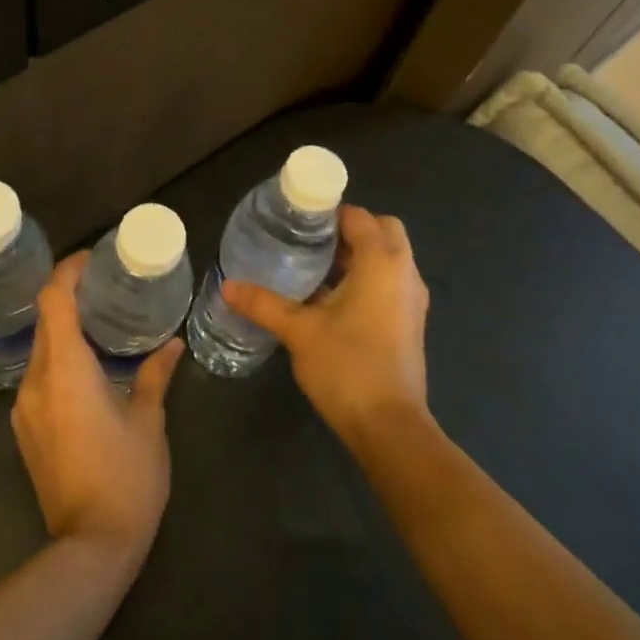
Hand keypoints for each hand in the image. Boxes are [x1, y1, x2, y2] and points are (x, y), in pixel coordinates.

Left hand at [11, 252, 183, 560]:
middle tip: (105, 287)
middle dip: (69, 298)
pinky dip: (59, 359)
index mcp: (66, 370)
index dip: (67, 272)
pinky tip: (88, 368)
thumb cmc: (127, 477)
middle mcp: (36, 382)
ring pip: (41, 350)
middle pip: (44, 321)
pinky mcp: (25, 430)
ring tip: (100, 323)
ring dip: (64, 330)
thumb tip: (172, 345)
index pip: (53, 301)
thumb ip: (155, 375)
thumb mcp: (148, 422)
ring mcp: (25, 408)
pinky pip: (39, 377)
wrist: (90, 546)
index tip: (90, 259)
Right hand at [222, 205, 429, 448]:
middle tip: (308, 242)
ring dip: (357, 256)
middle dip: (349, 230)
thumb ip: (264, 303)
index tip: (296, 221)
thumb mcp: (299, 331)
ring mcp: (412, 299)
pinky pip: (389, 282)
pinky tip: (330, 299)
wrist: (390, 427)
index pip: (359, 216)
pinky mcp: (410, 322)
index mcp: (382, 261)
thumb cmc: (347, 366)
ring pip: (387, 258)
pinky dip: (366, 278)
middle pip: (381, 231)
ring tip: (312, 267)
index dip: (329, 213)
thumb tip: (227, 285)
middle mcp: (404, 272)